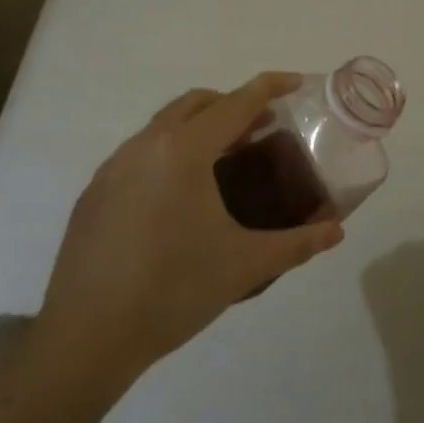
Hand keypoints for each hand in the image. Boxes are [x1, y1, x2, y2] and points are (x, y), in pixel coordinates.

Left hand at [31, 73, 344, 396]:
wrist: (86, 339)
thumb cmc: (173, 292)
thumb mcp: (245, 266)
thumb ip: (297, 244)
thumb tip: (337, 231)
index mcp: (185, 151)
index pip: (237, 103)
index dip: (270, 87)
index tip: (296, 83)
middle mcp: (146, 145)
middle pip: (197, 103)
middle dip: (233, 104)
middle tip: (263, 128)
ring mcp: (113, 166)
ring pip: (164, 125)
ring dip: (199, 127)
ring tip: (225, 161)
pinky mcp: (94, 192)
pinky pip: (140, 152)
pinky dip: (170, 152)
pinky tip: (180, 197)